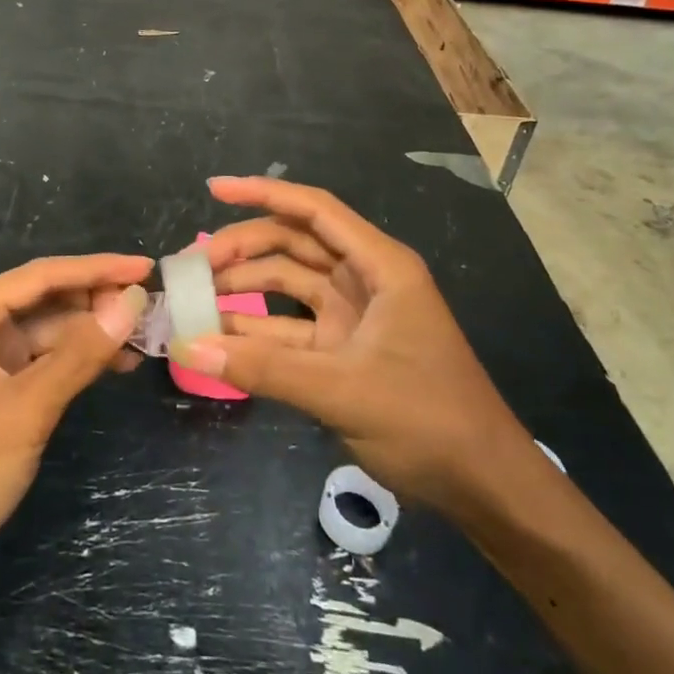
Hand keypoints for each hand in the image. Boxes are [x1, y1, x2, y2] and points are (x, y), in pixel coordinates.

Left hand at [0, 255, 150, 585]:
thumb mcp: (26, 409)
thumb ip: (80, 354)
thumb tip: (131, 304)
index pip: (43, 275)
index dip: (98, 268)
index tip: (145, 268)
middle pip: (46, 298)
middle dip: (97, 301)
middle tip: (151, 308)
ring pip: (48, 331)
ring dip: (91, 333)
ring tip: (143, 338)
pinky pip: (41, 361)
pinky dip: (76, 361)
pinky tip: (114, 365)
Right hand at [174, 177, 538, 511]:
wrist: (484, 485)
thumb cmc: (427, 420)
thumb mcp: (342, 390)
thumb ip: (263, 368)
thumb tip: (189, 346)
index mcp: (380, 266)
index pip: (315, 211)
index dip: (263, 193)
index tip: (214, 188)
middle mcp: (365, 280)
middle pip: (294, 245)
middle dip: (243, 249)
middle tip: (192, 267)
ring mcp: (354, 316)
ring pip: (288, 286)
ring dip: (245, 290)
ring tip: (194, 301)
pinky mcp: (345, 350)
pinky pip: (291, 328)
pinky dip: (258, 331)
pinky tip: (220, 337)